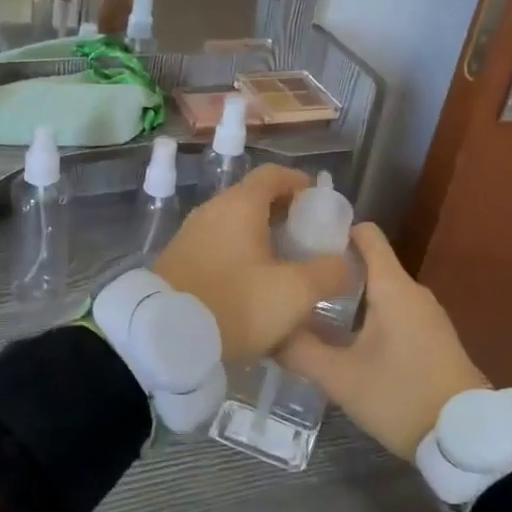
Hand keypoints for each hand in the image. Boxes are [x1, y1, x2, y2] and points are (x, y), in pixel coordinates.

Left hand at [154, 165, 352, 363]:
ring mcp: (191, 233)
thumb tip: (346, 263)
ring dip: (261, 236)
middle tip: (308, 240)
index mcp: (240, 205)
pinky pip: (217, 244)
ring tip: (284, 264)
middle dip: (284, 214)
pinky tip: (251, 283)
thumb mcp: (295, 293)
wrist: (165, 336)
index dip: (300, 184)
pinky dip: (239, 252)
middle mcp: (212, 209)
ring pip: (234, 223)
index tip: (320, 205)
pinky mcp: (178, 258)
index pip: (274, 174)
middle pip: (254, 198)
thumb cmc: (236, 304)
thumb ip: (329, 273)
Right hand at [280, 223, 487, 459]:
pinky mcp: (433, 338)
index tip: (301, 241)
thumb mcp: (340, 378)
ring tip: (311, 310)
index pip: (366, 234)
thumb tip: (268, 332)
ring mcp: (427, 315)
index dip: (334, 231)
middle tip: (295, 283)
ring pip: (380, 290)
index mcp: (393, 287)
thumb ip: (300, 351)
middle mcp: (413, 292)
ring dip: (349, 296)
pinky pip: (394, 311)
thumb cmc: (402, 396)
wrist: (468, 440)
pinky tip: (345, 338)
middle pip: (369, 263)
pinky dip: (368, 314)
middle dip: (332, 269)